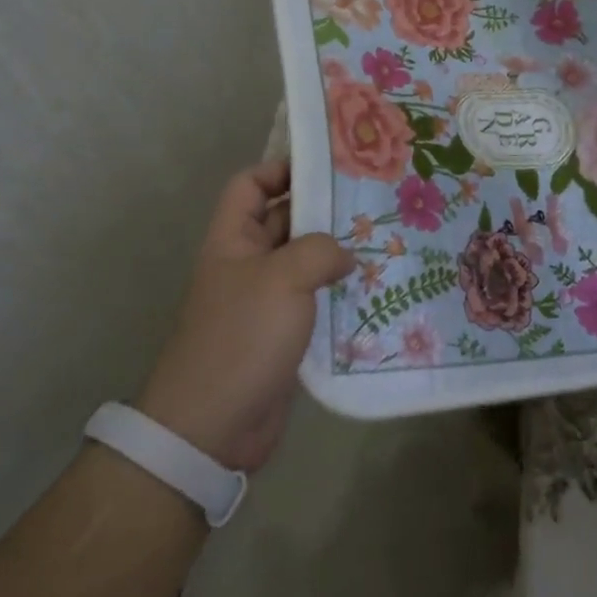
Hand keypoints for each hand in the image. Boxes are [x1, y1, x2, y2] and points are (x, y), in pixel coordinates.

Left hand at [138, 159, 351, 473]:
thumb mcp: (282, 279)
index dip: (281, 170)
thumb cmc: (241, 337)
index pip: (250, 185)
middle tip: (373, 202)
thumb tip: (345, 254)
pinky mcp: (283, 334)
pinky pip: (313, 301)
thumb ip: (319, 251)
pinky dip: (338, 294)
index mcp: (232, 239)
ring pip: (304, 262)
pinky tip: (375, 290)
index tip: (327, 170)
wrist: (213, 426)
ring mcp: (265, 300)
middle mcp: (247, 263)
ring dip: (337, 254)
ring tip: (383, 242)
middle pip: (284, 220)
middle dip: (323, 210)